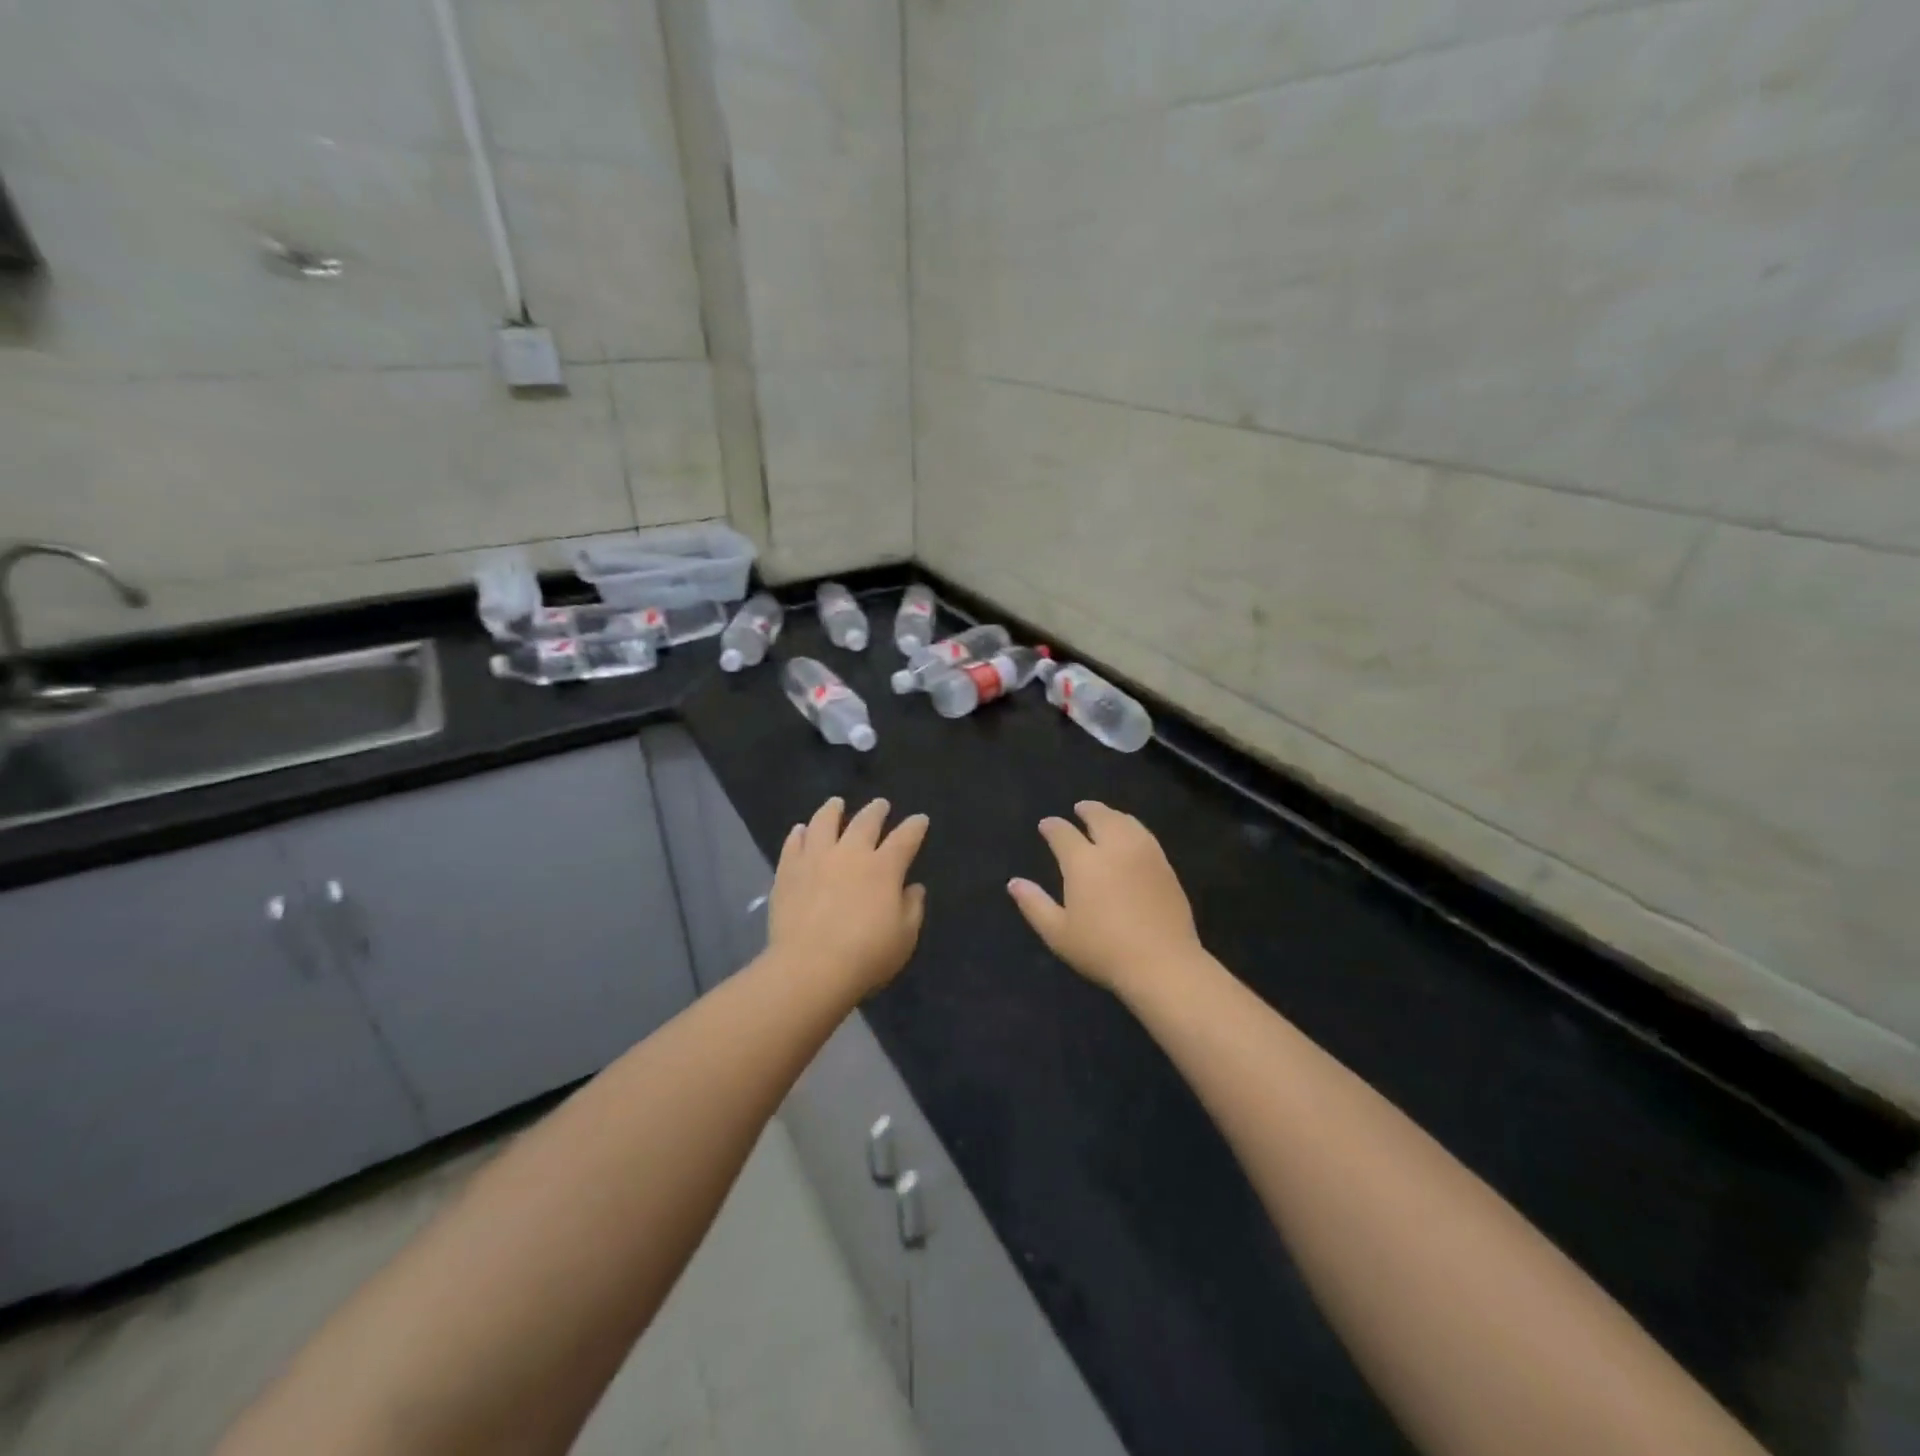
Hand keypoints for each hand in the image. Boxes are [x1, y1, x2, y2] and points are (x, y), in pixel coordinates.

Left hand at [768, 796, 928, 998]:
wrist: (810, 967)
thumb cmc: (866, 955)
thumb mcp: (904, 937)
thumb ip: (912, 908)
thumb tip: (913, 888)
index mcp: (884, 868)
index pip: (905, 838)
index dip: (914, 826)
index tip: (920, 819)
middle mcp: (850, 854)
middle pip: (865, 822)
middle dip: (876, 810)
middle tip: (881, 804)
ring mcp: (816, 859)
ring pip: (824, 823)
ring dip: (832, 810)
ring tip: (836, 803)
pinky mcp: (788, 871)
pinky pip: (793, 844)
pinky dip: (799, 834)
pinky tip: (800, 830)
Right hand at [1008, 802, 1203, 994]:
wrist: (1162, 963)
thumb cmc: (1103, 950)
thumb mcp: (1058, 933)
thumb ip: (1034, 904)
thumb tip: (1014, 883)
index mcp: (1083, 862)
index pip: (1063, 833)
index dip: (1052, 827)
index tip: (1046, 825)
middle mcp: (1113, 848)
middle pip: (1099, 817)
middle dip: (1086, 810)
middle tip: (1079, 808)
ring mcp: (1144, 853)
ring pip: (1125, 821)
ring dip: (1111, 814)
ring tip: (1104, 817)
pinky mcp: (1165, 865)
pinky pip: (1145, 834)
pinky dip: (1131, 826)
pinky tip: (1130, 835)